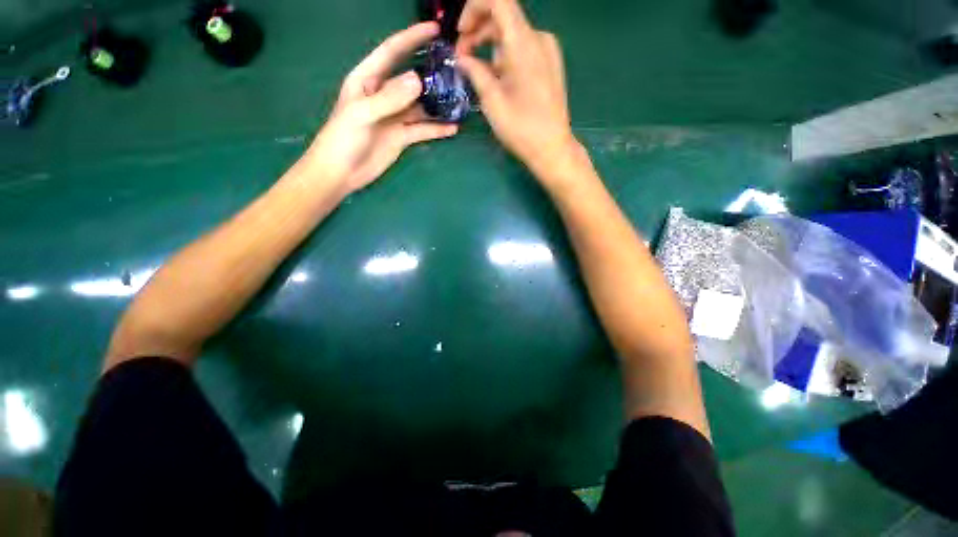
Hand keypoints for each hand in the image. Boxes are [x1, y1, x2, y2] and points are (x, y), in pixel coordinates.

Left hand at [302, 22, 457, 194]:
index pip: (392, 52)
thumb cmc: (343, 138)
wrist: (341, 172)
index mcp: (368, 80)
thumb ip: (389, 97)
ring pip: (420, 107)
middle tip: (456, 69)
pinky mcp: (402, 137)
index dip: (411, 38)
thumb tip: (418, 80)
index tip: (435, 29)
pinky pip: (422, 130)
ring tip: (459, 101)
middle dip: (431, 73)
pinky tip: (452, 129)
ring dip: (437, 105)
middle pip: (411, 79)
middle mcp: (384, 95)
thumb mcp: (363, 113)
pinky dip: (437, 129)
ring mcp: (394, 117)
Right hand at [455, 0, 576, 175]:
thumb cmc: (521, 128)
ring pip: (514, 35)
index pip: (498, 1)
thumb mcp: (492, 101)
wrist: (552, 148)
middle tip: (463, 58)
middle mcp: (539, 39)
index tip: (461, 34)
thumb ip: (475, 71)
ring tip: (480, 73)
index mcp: (524, 44)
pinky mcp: (551, 64)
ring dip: (492, 46)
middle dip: (479, 32)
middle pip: (504, 18)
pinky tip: (500, 78)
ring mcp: (549, 51)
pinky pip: (525, 48)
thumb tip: (462, 57)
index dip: (474, 9)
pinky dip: (507, 55)